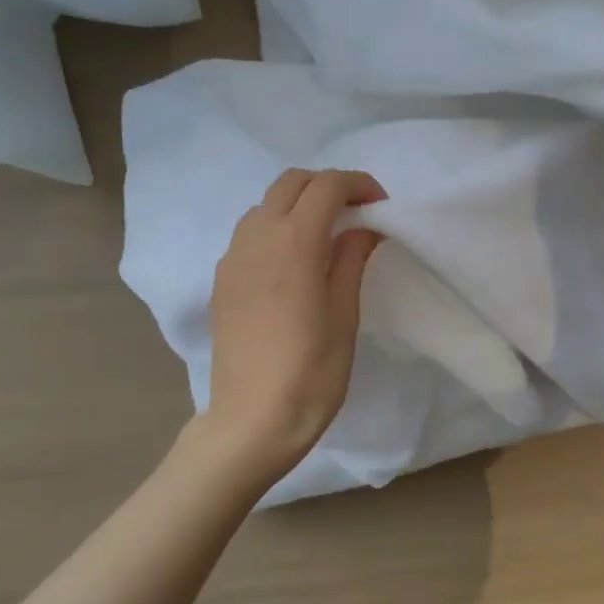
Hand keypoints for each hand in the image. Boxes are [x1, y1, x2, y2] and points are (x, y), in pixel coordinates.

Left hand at [204, 168, 384, 476]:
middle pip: (291, 183)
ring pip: (265, 205)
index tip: (381, 207)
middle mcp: (257, 239)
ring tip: (326, 236)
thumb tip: (362, 228)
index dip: (359, 185)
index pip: (327, 187)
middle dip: (327, 186)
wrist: (252, 420)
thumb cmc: (311, 373)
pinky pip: (249, 234)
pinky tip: (294, 263)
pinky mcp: (221, 281)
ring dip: (299, 204)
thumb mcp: (344, 316)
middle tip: (357, 213)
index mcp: (293, 243)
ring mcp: (233, 259)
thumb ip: (351, 260)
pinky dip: (276, 228)